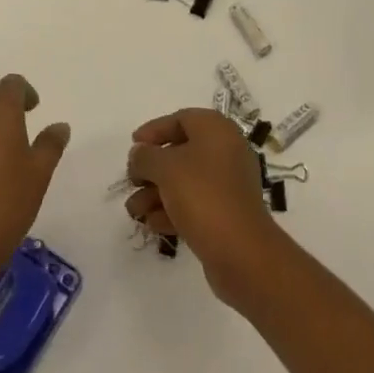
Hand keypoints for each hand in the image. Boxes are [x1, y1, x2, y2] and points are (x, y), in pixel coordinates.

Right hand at [124, 108, 286, 305]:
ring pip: (185, 181)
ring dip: (156, 193)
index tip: (133, 146)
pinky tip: (152, 223)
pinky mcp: (226, 213)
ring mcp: (228, 184)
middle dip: (151, 168)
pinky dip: (172, 210)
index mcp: (216, 130)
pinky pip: (194, 204)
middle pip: (180, 152)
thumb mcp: (166, 168)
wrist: (242, 253)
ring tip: (134, 210)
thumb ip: (145, 156)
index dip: (153, 130)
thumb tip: (139, 153)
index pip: (180, 119)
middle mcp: (225, 151)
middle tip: (131, 181)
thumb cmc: (203, 196)